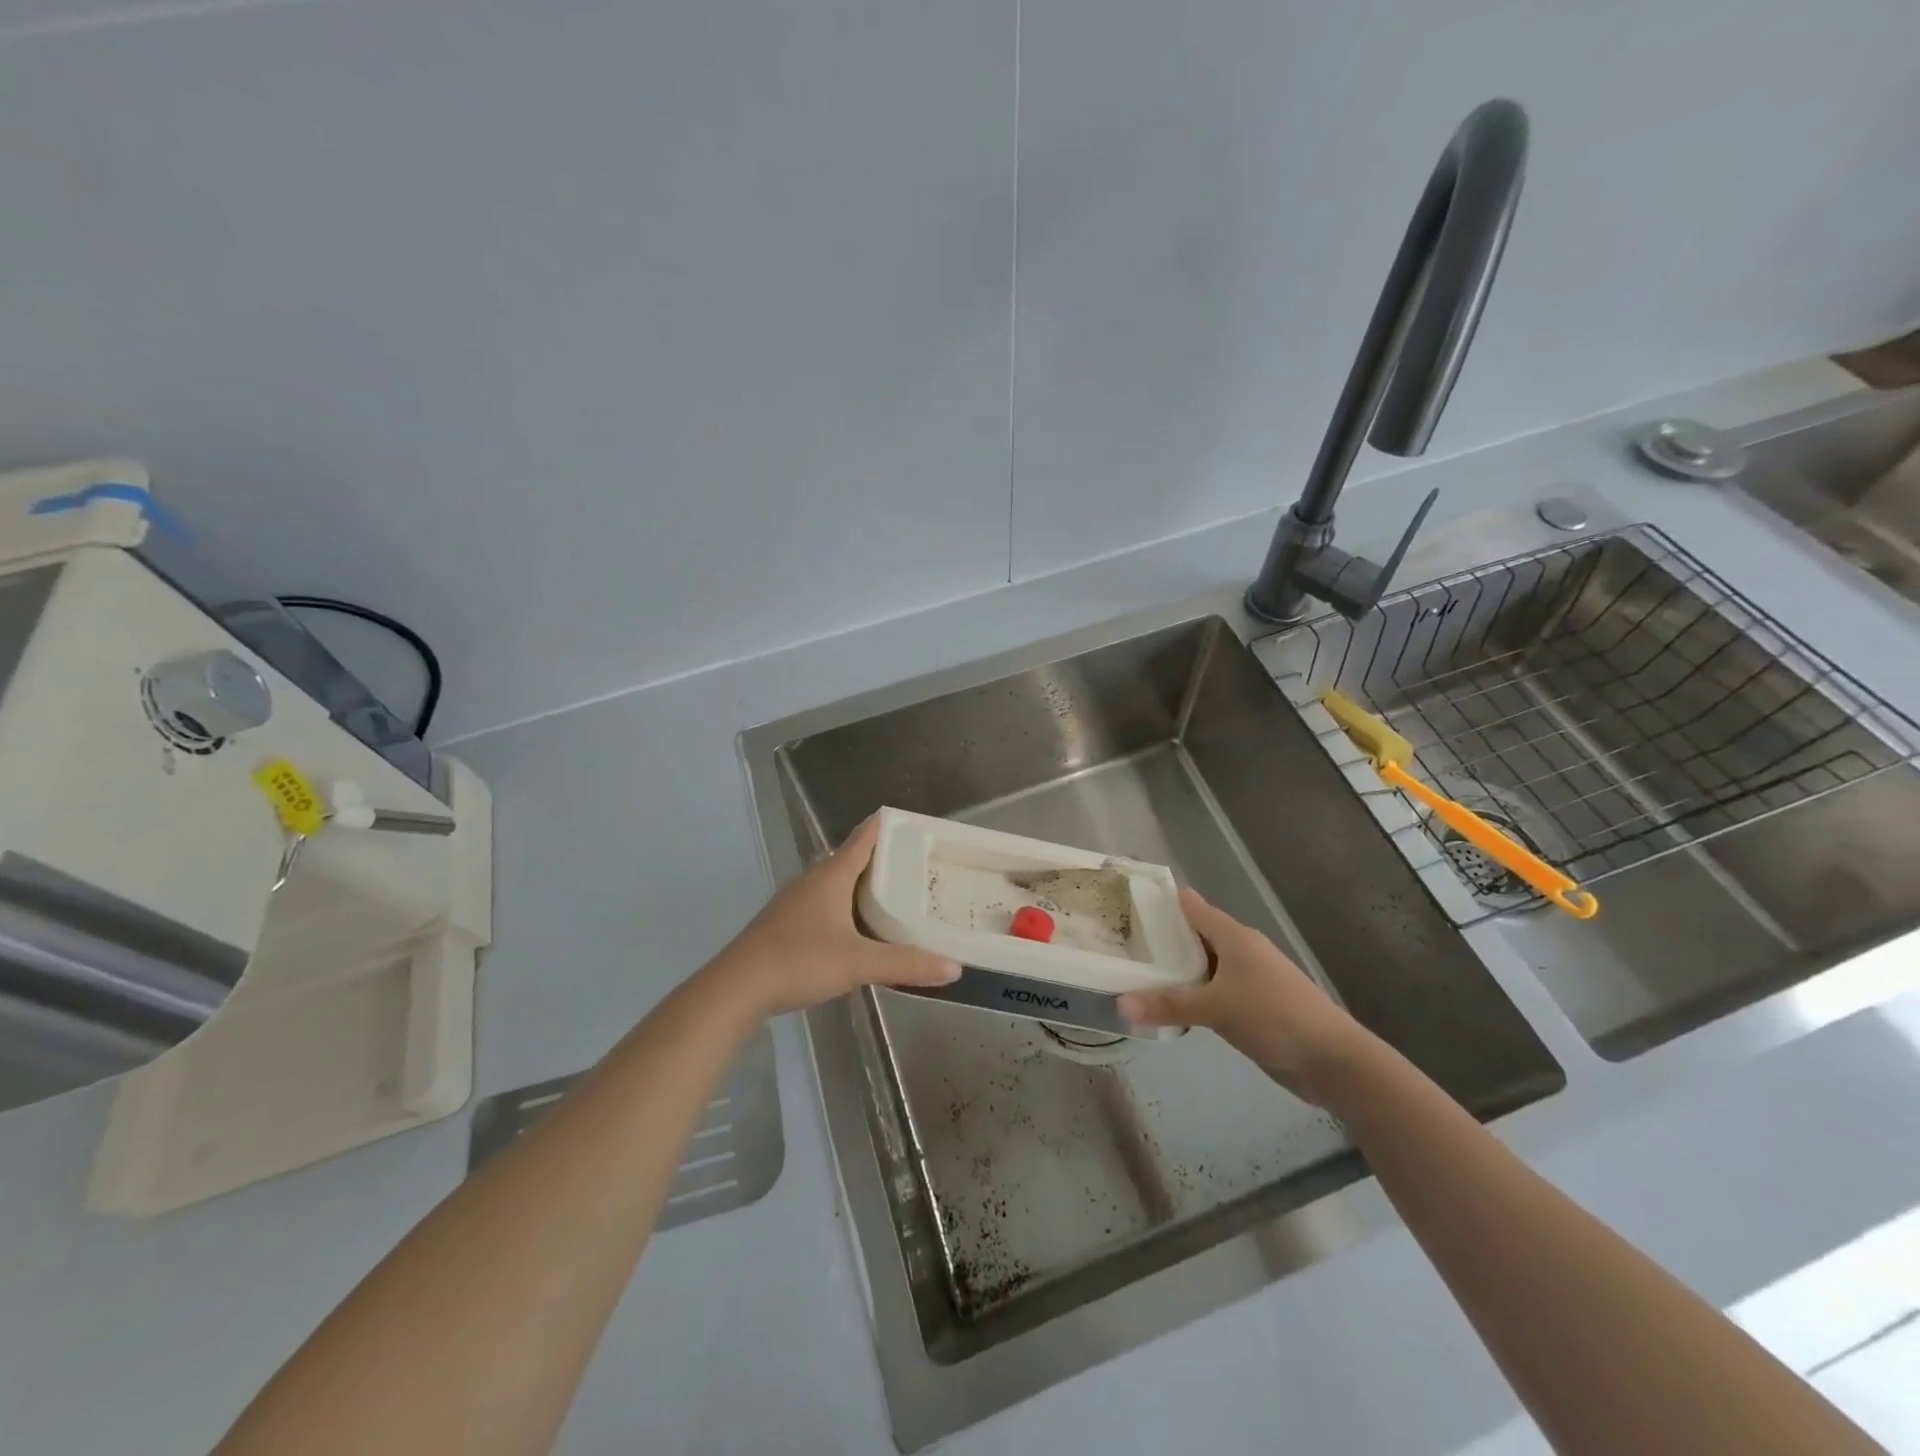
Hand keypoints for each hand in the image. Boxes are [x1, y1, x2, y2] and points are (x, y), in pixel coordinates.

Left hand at [709, 816, 961, 1017]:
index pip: (865, 836)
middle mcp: (813, 879)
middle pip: (853, 858)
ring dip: (864, 886)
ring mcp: (796, 900)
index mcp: (832, 875)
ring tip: (896, 896)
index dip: (889, 826)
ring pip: (837, 882)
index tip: (917, 825)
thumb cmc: (799, 961)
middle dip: (885, 860)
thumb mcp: (859, 964)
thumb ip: (907, 964)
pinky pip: (825, 902)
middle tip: (920, 866)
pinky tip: (858, 928)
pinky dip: (847, 906)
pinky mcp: (786, 922)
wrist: (737, 988)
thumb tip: (955, 967)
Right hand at [1118, 889, 1368, 1104]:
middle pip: (1194, 935)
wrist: (1333, 1060)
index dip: (1160, 902)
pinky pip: (1214, 991)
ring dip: (1176, 971)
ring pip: (1203, 966)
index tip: (1125, 905)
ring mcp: (1249, 978)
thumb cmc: (1275, 1016)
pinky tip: (1171, 1007)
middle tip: (1121, 945)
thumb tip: (1119, 1005)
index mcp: (1234, 936)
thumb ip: (1168, 1004)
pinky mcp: (1253, 1005)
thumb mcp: (1216, 1008)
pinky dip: (1193, 994)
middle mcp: (1240, 950)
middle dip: (1161, 940)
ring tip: (1135, 974)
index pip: (1190, 906)